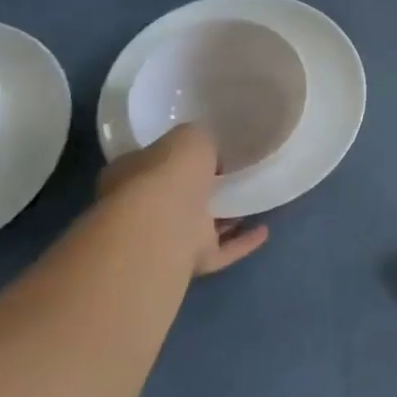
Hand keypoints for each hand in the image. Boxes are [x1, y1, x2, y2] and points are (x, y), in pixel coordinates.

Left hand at [98, 124, 268, 277]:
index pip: (155, 163)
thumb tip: (210, 150)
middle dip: (202, 191)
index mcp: (132, 175)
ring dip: (225, 219)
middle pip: (177, 197)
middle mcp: (144, 209)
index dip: (178, 158)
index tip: (209, 152)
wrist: (164, 224)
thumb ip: (200, 140)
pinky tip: (264, 230)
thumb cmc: (167, 173)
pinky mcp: (192, 260)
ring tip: (252, 203)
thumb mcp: (189, 136)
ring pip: (200, 227)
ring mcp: (168, 238)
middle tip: (231, 178)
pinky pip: (223, 250)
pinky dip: (242, 242)